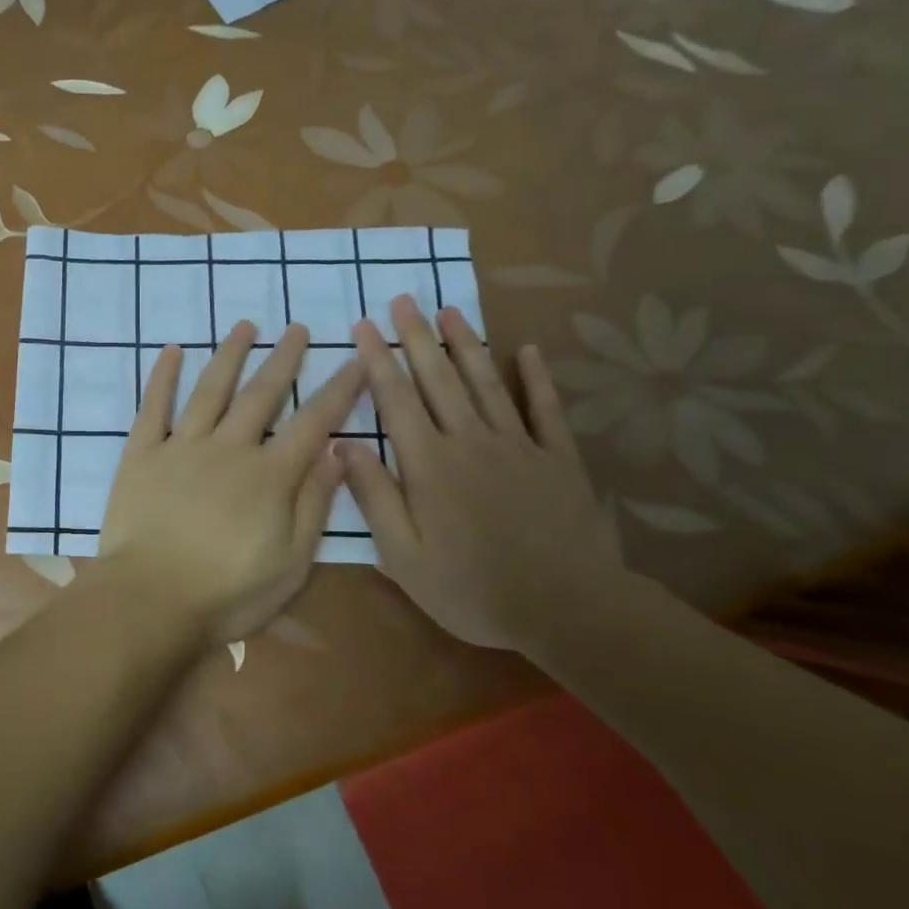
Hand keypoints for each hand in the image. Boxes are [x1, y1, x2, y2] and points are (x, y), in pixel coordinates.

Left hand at [97, 321, 364, 647]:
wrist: (151, 599)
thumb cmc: (227, 593)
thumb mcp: (291, 563)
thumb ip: (314, 505)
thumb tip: (338, 455)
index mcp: (270, 476)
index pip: (313, 423)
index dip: (338, 390)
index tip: (357, 359)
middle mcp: (229, 448)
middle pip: (262, 395)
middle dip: (284, 359)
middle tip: (298, 329)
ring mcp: (182, 447)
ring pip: (211, 390)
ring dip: (230, 355)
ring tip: (246, 326)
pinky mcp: (142, 454)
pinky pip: (153, 407)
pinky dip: (163, 377)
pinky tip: (172, 351)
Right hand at [340, 296, 630, 651]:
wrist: (566, 609)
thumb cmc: (471, 588)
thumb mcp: (403, 555)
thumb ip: (374, 495)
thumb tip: (341, 443)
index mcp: (429, 463)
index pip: (396, 399)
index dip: (378, 360)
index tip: (365, 326)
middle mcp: (470, 441)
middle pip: (438, 379)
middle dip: (417, 337)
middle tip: (403, 299)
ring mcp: (519, 446)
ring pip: (486, 383)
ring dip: (465, 344)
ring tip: (450, 310)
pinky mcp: (558, 459)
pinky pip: (545, 409)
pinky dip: (537, 378)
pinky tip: (528, 351)